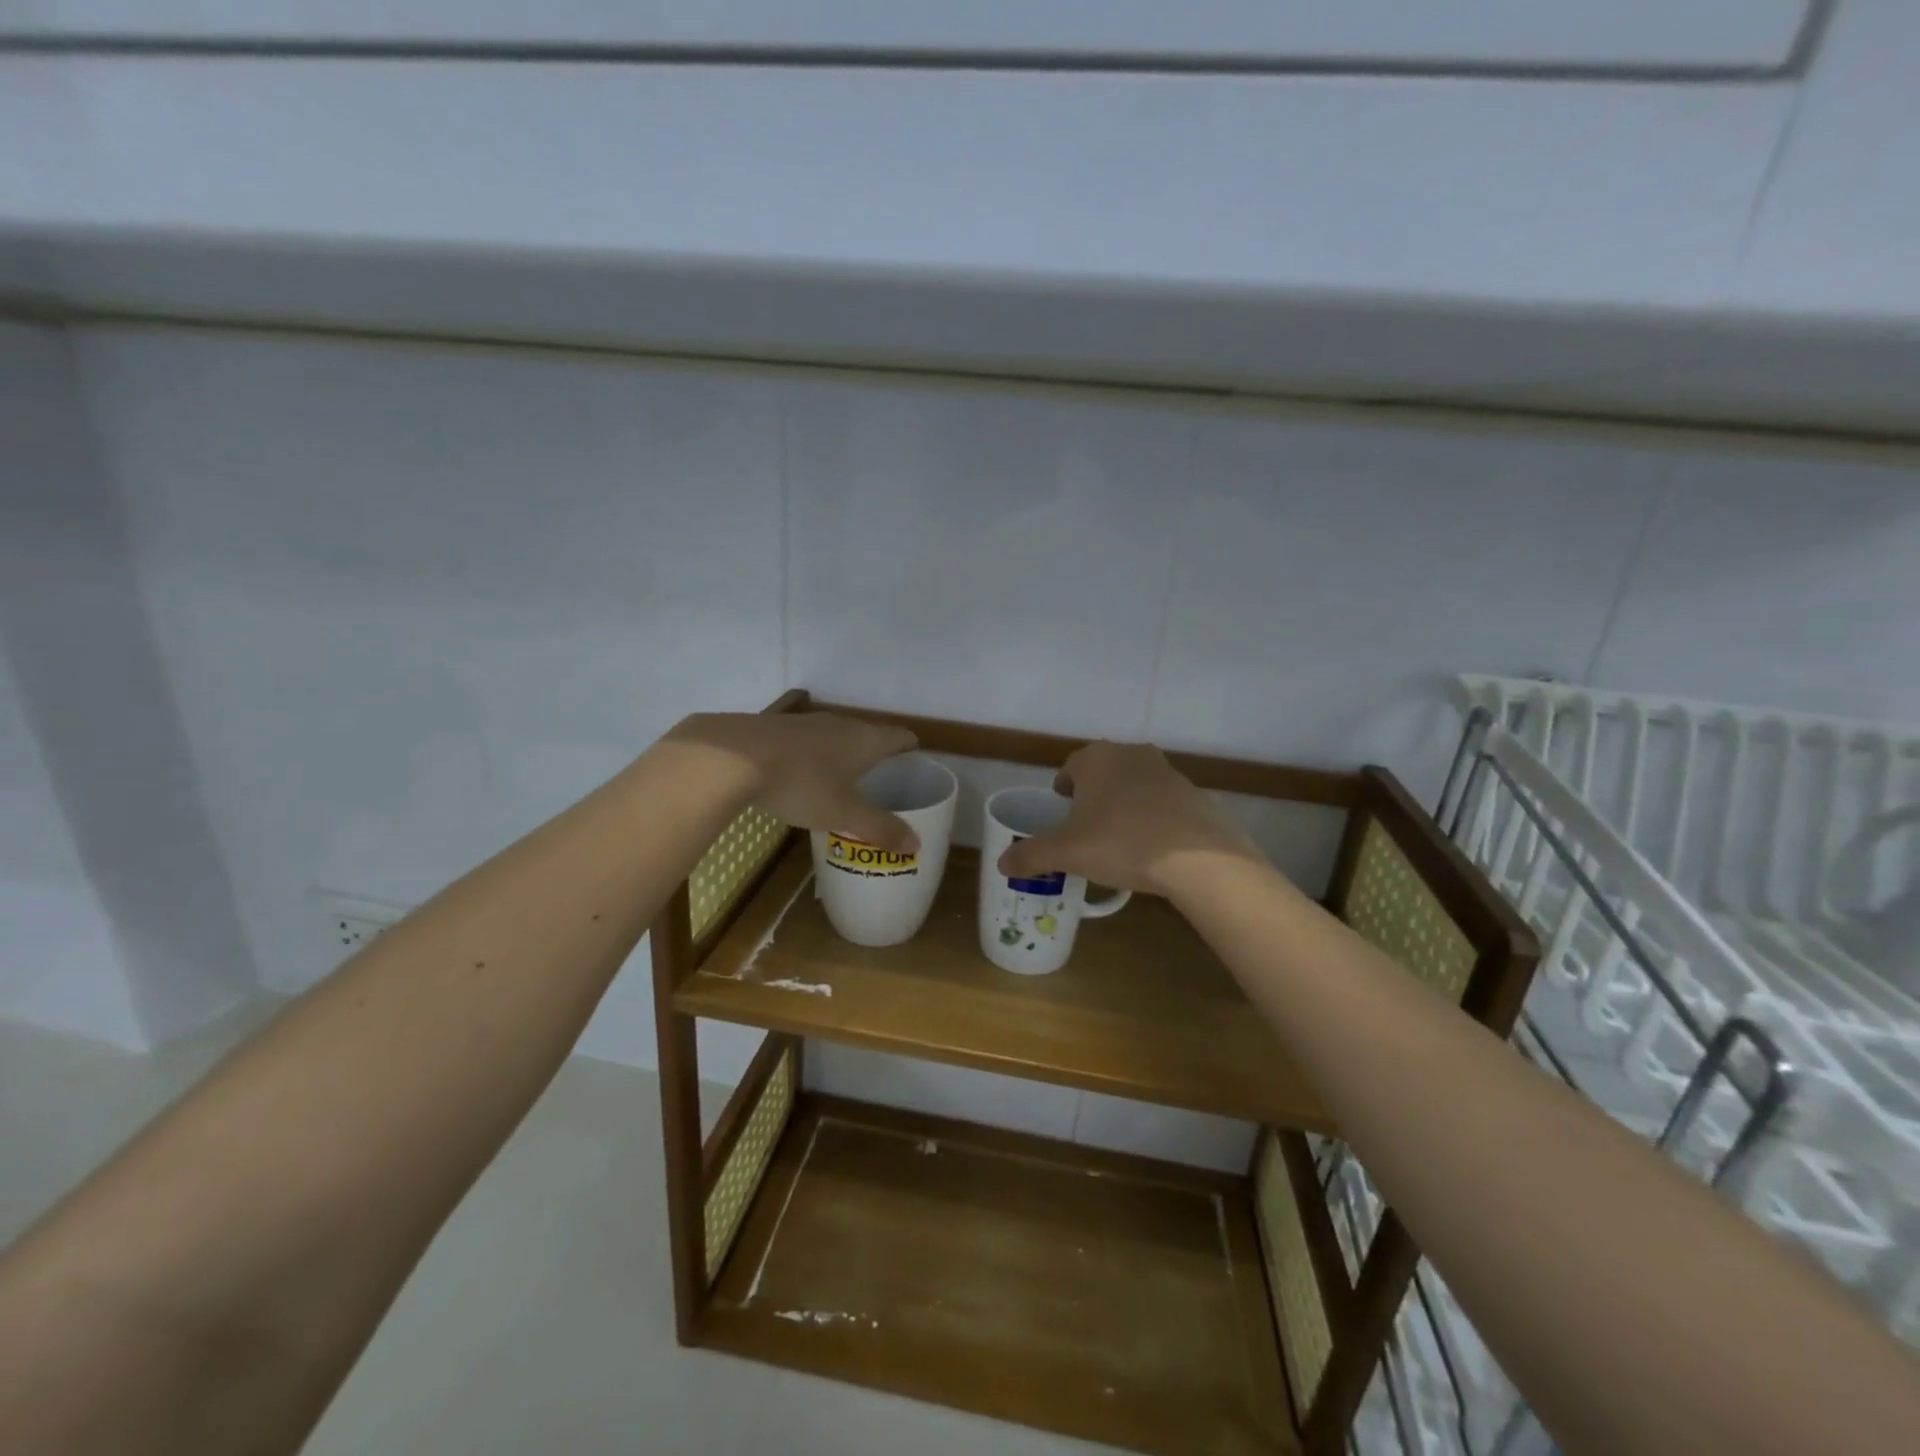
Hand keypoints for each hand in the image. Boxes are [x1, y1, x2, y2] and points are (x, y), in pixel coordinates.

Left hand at [665, 711, 920, 852]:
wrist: (731, 756)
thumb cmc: (801, 783)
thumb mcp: (843, 814)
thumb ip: (880, 828)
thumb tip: (916, 844)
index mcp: (865, 740)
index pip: (901, 737)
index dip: (911, 749)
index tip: (916, 765)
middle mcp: (840, 724)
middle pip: (868, 735)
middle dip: (877, 756)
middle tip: (881, 781)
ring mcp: (806, 723)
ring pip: (835, 737)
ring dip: (842, 755)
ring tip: (843, 781)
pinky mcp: (776, 727)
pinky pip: (806, 742)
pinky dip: (812, 757)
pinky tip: (800, 776)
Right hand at [997, 741, 1259, 896]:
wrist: (1197, 858)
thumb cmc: (1120, 843)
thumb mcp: (1067, 853)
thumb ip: (1031, 855)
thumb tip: (1002, 863)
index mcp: (1096, 758)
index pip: (1069, 769)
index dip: (1062, 794)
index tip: (1062, 818)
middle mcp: (1131, 754)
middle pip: (1102, 774)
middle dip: (1092, 799)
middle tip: (1086, 833)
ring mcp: (1166, 771)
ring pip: (1133, 787)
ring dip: (1123, 807)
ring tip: (1119, 843)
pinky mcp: (1193, 793)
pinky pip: (1161, 804)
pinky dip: (1152, 819)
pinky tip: (1152, 849)